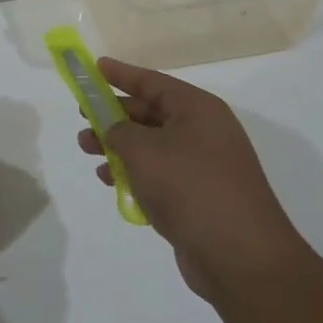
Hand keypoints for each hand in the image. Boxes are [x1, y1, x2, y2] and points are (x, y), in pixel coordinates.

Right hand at [76, 57, 302, 298]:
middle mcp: (204, 132)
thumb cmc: (190, 187)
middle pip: (151, 113)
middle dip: (114, 115)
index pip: (153, 82)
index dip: (121, 74)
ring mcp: (203, 166)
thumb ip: (119, 130)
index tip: (95, 67)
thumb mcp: (144, 150)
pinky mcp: (198, 196)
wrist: (239, 256)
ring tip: (88, 152)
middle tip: (82, 118)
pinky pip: (159, 174)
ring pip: (152, 145)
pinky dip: (134, 173)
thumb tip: (113, 128)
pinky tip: (111, 180)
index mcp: (198, 110)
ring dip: (119, 146)